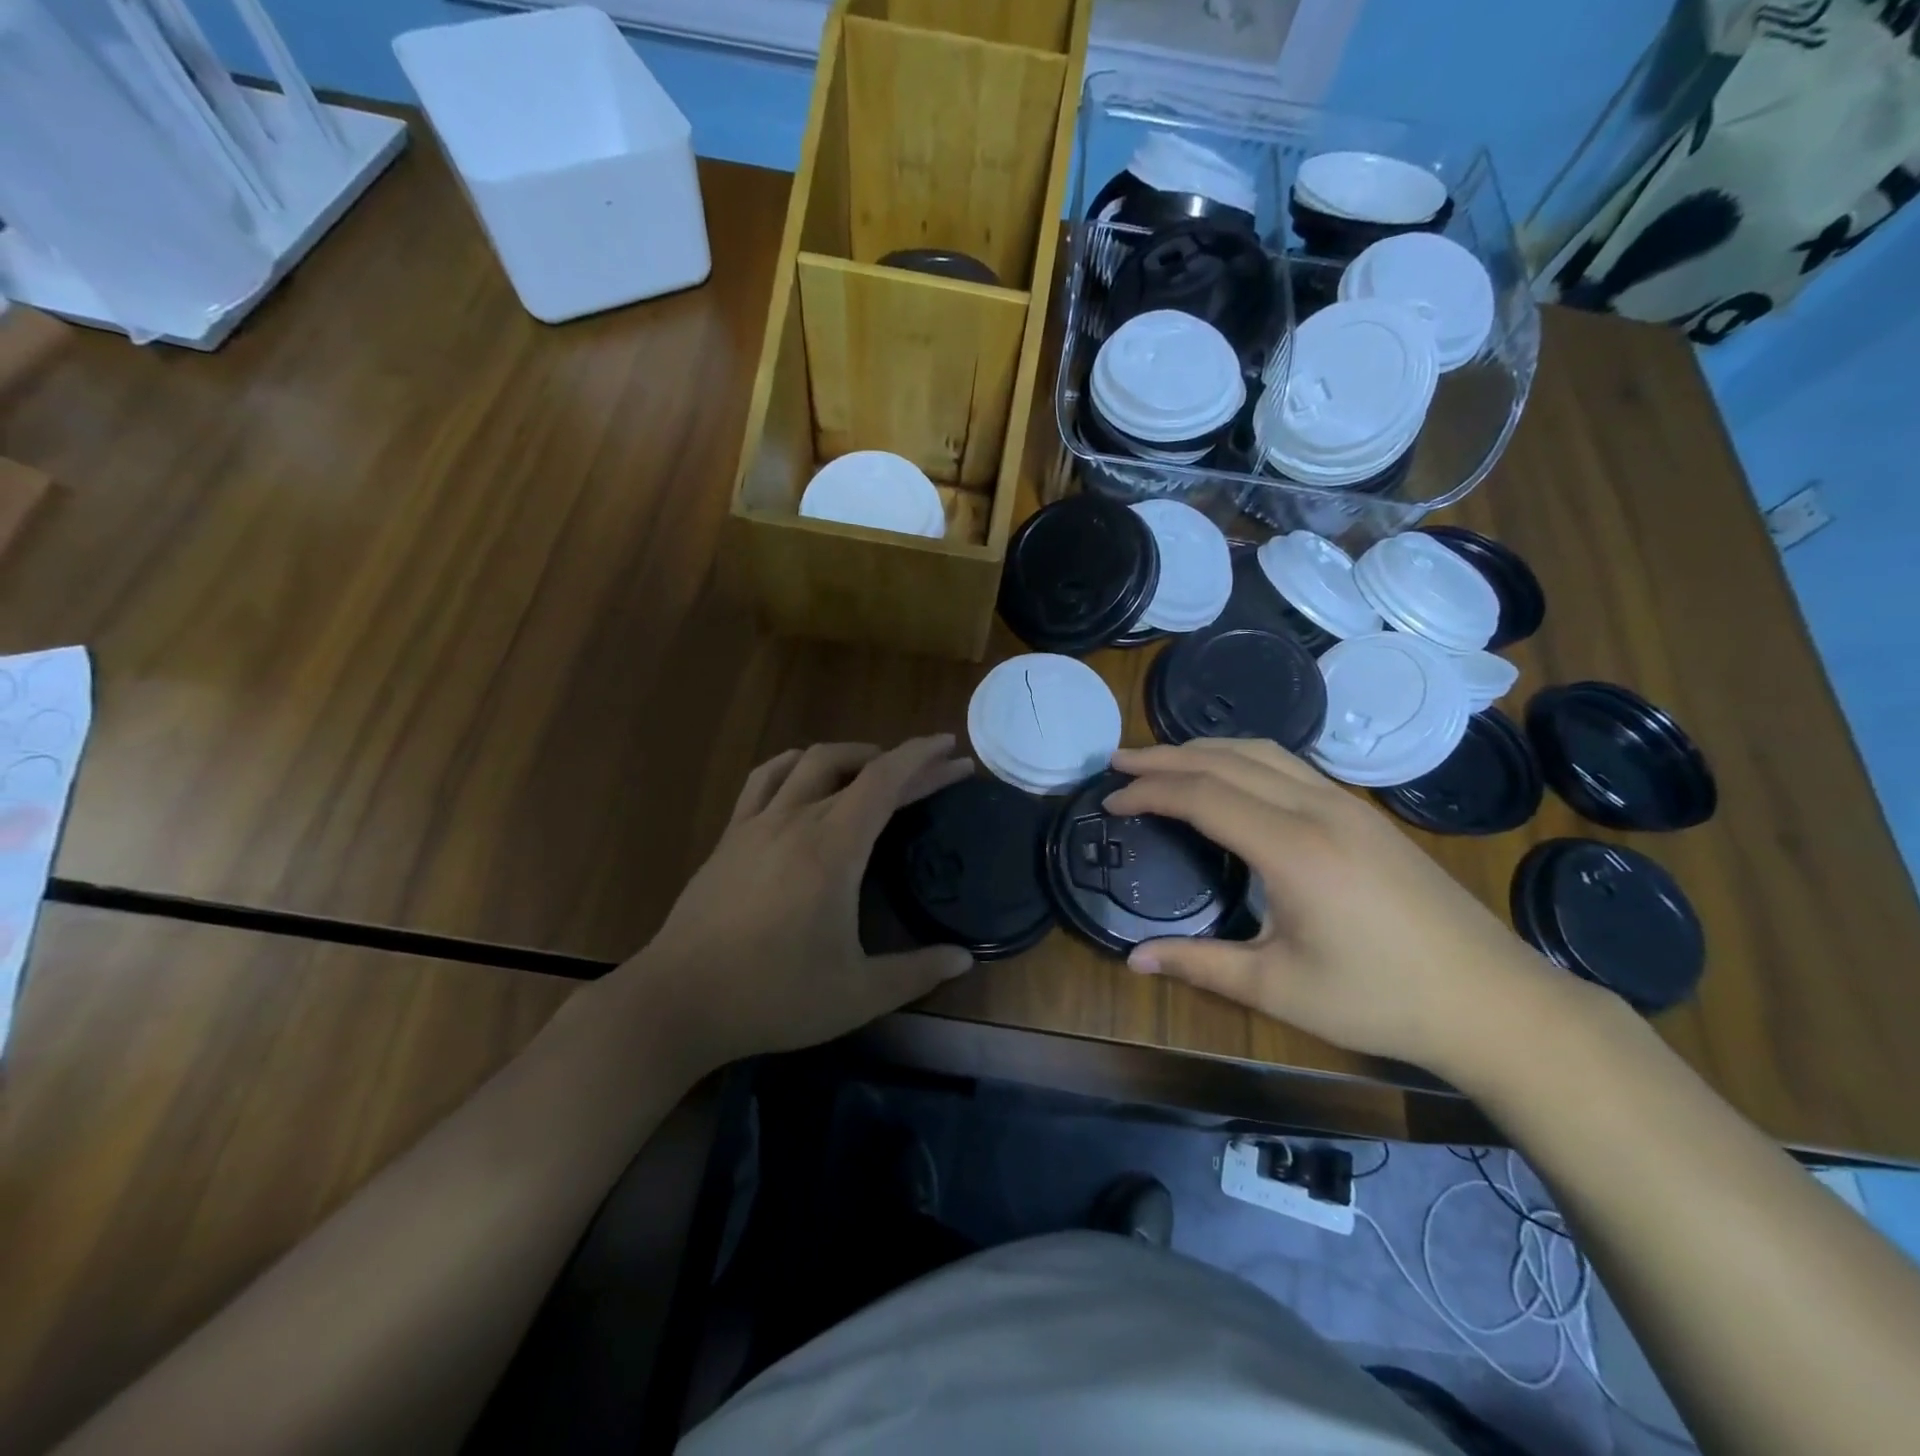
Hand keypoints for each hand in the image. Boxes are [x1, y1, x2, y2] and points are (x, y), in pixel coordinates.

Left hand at [624, 736, 976, 1071]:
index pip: (885, 781)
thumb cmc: (772, 997)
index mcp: (833, 849)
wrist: (677, 1002)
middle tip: (936, 769)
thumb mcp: (857, 994)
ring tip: (876, 767)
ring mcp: (757, 824)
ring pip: (809, 762)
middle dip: (903, 762)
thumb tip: (964, 959)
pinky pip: (765, 779)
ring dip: (851, 755)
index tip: (951, 749)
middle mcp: (796, 820)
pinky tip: (804, 776)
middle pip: (857, 768)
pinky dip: (796, 765)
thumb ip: (916, 973)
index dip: (922, 758)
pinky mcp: (730, 837)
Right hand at [1105, 739, 1581, 1077]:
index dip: (1148, 792)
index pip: (1202, 796)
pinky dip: (1241, 759)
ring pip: (1262, 752)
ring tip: (1163, 760)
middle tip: (1119, 762)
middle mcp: (1317, 808)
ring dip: (1205, 749)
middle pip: (1226, 760)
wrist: (1494, 1001)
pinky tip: (1228, 777)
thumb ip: (1200, 964)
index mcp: (1292, 847)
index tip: (1110, 801)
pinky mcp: (1363, 814)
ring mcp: (1346, 805)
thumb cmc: (1381, 999)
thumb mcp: (1279, 987)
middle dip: (1165, 756)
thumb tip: (1132, 959)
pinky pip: (1289, 765)